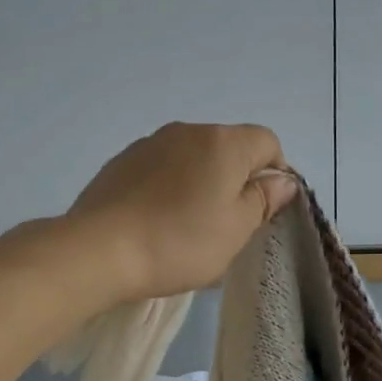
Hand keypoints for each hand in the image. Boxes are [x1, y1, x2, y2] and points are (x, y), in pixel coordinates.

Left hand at [66, 122, 299, 299]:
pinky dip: (168, 188)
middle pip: (229, 148)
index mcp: (224, 142)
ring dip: (200, 184)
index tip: (261, 211)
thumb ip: (263, 200)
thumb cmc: (180, 242)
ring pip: (193, 159)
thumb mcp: (236, 230)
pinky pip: (161, 169)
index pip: (268, 143)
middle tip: (225, 226)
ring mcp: (150, 143)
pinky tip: (155, 221)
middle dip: (235, 180)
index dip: (274, 175)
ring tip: (186, 227)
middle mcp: (188, 131)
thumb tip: (282, 180)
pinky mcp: (121, 161)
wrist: (99, 250)